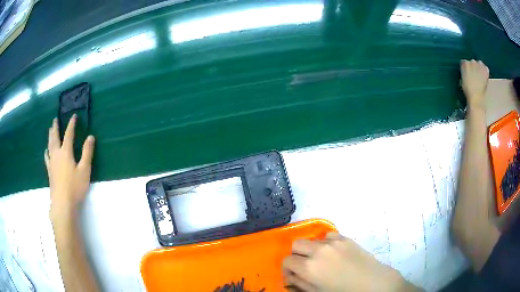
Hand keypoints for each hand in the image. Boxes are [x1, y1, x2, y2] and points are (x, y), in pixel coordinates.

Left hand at [45, 115, 94, 216]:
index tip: (73, 116)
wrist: (62, 203)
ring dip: (50, 136)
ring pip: (50, 146)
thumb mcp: (85, 170)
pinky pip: (47, 158)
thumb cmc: (74, 187)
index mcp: (66, 152)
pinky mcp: (50, 172)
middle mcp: (57, 154)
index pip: (69, 134)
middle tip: (55, 120)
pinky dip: (46, 152)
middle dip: (56, 128)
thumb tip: (90, 137)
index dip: (71, 124)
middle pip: (55, 137)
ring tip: (50, 130)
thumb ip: (87, 153)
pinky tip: (46, 151)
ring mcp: (52, 163)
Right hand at [282, 233, 415, 291]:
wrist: (371, 283)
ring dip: (311, 249)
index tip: (293, 275)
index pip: (287, 261)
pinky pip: (328, 235)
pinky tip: (332, 252)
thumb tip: (290, 277)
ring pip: (312, 239)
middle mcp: (318, 251)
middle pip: (296, 244)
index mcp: (309, 268)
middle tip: (304, 266)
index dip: (287, 269)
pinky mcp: (345, 238)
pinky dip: (326, 242)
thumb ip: (300, 283)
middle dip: (296, 255)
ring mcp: (333, 242)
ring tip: (321, 260)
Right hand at [460, 59, 488, 109]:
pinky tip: (485, 77)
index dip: (466, 68)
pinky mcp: (485, 71)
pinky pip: (486, 68)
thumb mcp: (463, 81)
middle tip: (474, 75)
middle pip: (472, 62)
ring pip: (480, 63)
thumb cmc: (468, 91)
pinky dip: (485, 71)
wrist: (476, 98)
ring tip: (480, 76)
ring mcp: (479, 65)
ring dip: (480, 68)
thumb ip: (465, 73)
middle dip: (473, 67)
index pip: (464, 62)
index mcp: (464, 64)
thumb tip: (467, 73)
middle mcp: (472, 62)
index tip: (467, 73)